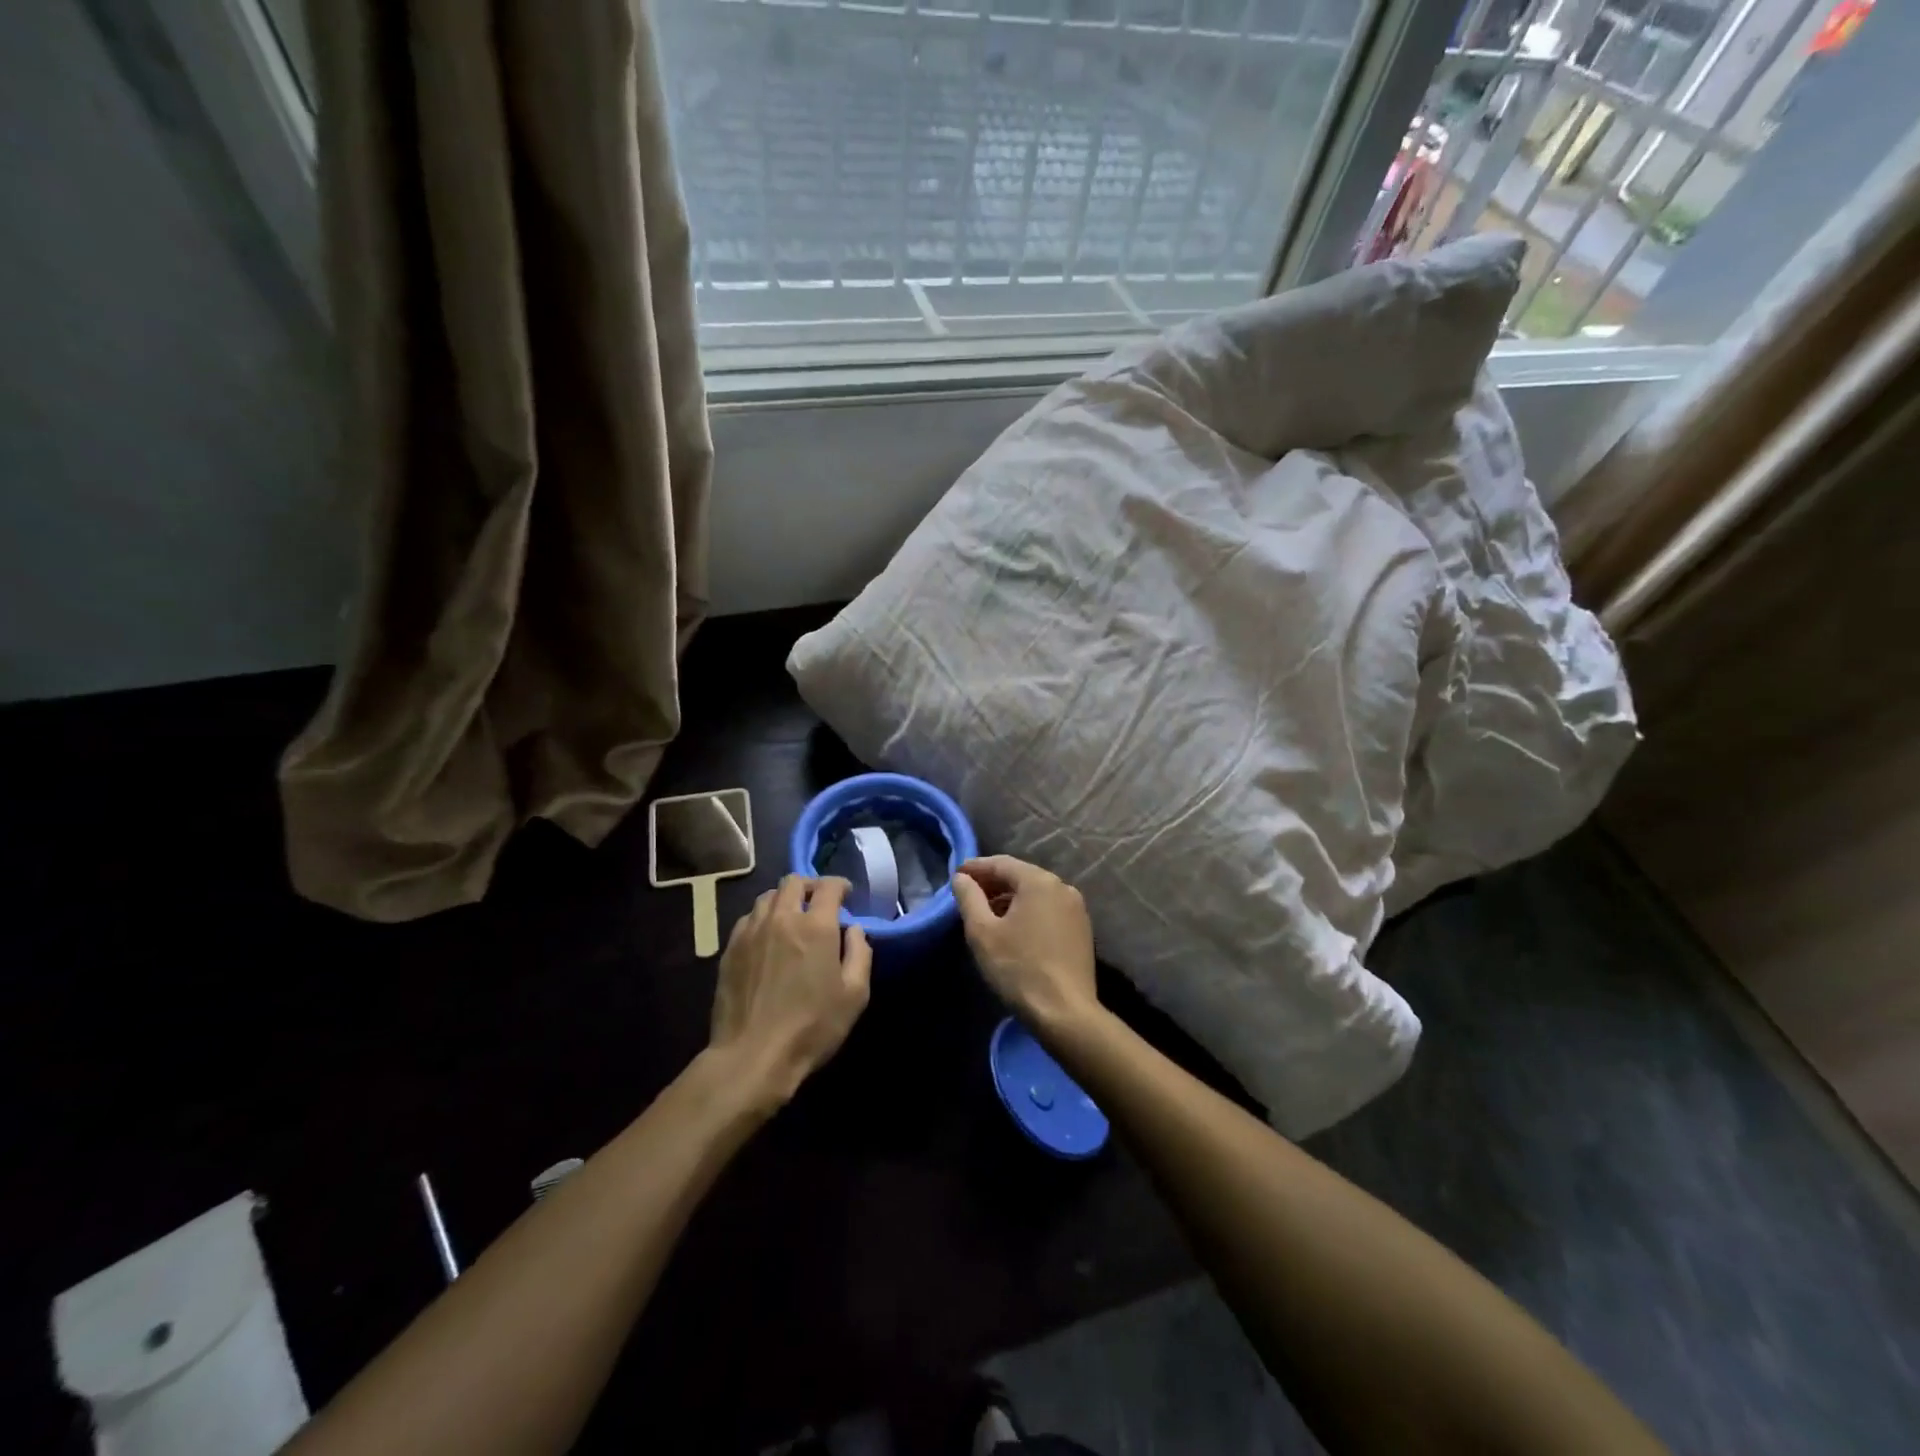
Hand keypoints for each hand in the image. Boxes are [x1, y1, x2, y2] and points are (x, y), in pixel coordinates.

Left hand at [710, 875, 871, 1105]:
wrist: (752, 1056)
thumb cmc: (812, 1027)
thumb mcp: (855, 995)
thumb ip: (860, 954)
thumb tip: (853, 930)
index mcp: (816, 926)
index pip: (829, 886)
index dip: (840, 885)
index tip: (846, 895)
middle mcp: (781, 918)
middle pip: (793, 882)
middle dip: (810, 886)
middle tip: (819, 903)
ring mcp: (751, 932)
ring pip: (767, 897)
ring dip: (784, 900)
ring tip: (792, 918)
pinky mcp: (730, 949)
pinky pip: (748, 919)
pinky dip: (762, 919)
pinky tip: (767, 938)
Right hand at [951, 856, 1097, 1030]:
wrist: (1065, 1012)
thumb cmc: (1018, 968)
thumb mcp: (982, 932)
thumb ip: (969, 898)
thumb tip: (962, 878)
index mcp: (1039, 881)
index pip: (1001, 863)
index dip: (976, 867)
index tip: (956, 875)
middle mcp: (1063, 887)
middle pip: (1021, 876)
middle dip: (994, 883)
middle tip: (969, 894)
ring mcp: (1076, 909)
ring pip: (1036, 894)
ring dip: (1011, 898)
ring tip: (988, 913)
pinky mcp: (1082, 930)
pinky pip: (1049, 910)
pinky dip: (1028, 912)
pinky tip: (1014, 929)